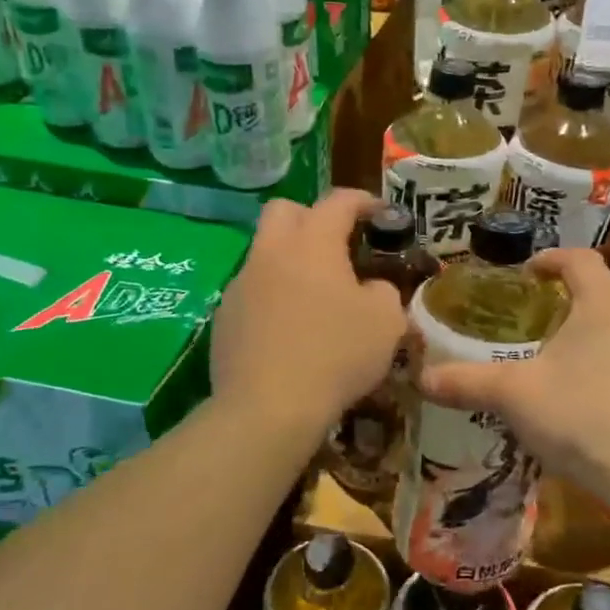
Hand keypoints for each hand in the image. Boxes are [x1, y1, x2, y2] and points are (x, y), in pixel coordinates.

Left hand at [212, 190, 406, 438]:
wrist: (268, 408)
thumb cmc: (336, 354)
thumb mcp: (386, 322)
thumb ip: (384, 291)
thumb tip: (371, 288)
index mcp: (312, 243)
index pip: (338, 201)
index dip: (363, 201)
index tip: (381, 214)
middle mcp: (270, 253)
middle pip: (284, 211)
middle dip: (312, 218)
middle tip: (336, 246)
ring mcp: (240, 285)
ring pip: (265, 254)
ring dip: (290, 262)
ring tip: (315, 296)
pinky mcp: (224, 318)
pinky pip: (252, 293)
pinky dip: (272, 299)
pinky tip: (289, 331)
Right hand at [418, 248, 609, 502]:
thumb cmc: (582, 419)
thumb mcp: (515, 397)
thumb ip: (467, 382)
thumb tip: (422, 377)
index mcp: (605, 304)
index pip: (579, 260)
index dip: (551, 260)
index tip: (531, 272)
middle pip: (606, 299)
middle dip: (575, 311)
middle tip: (546, 335)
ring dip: (604, 345)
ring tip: (576, 376)